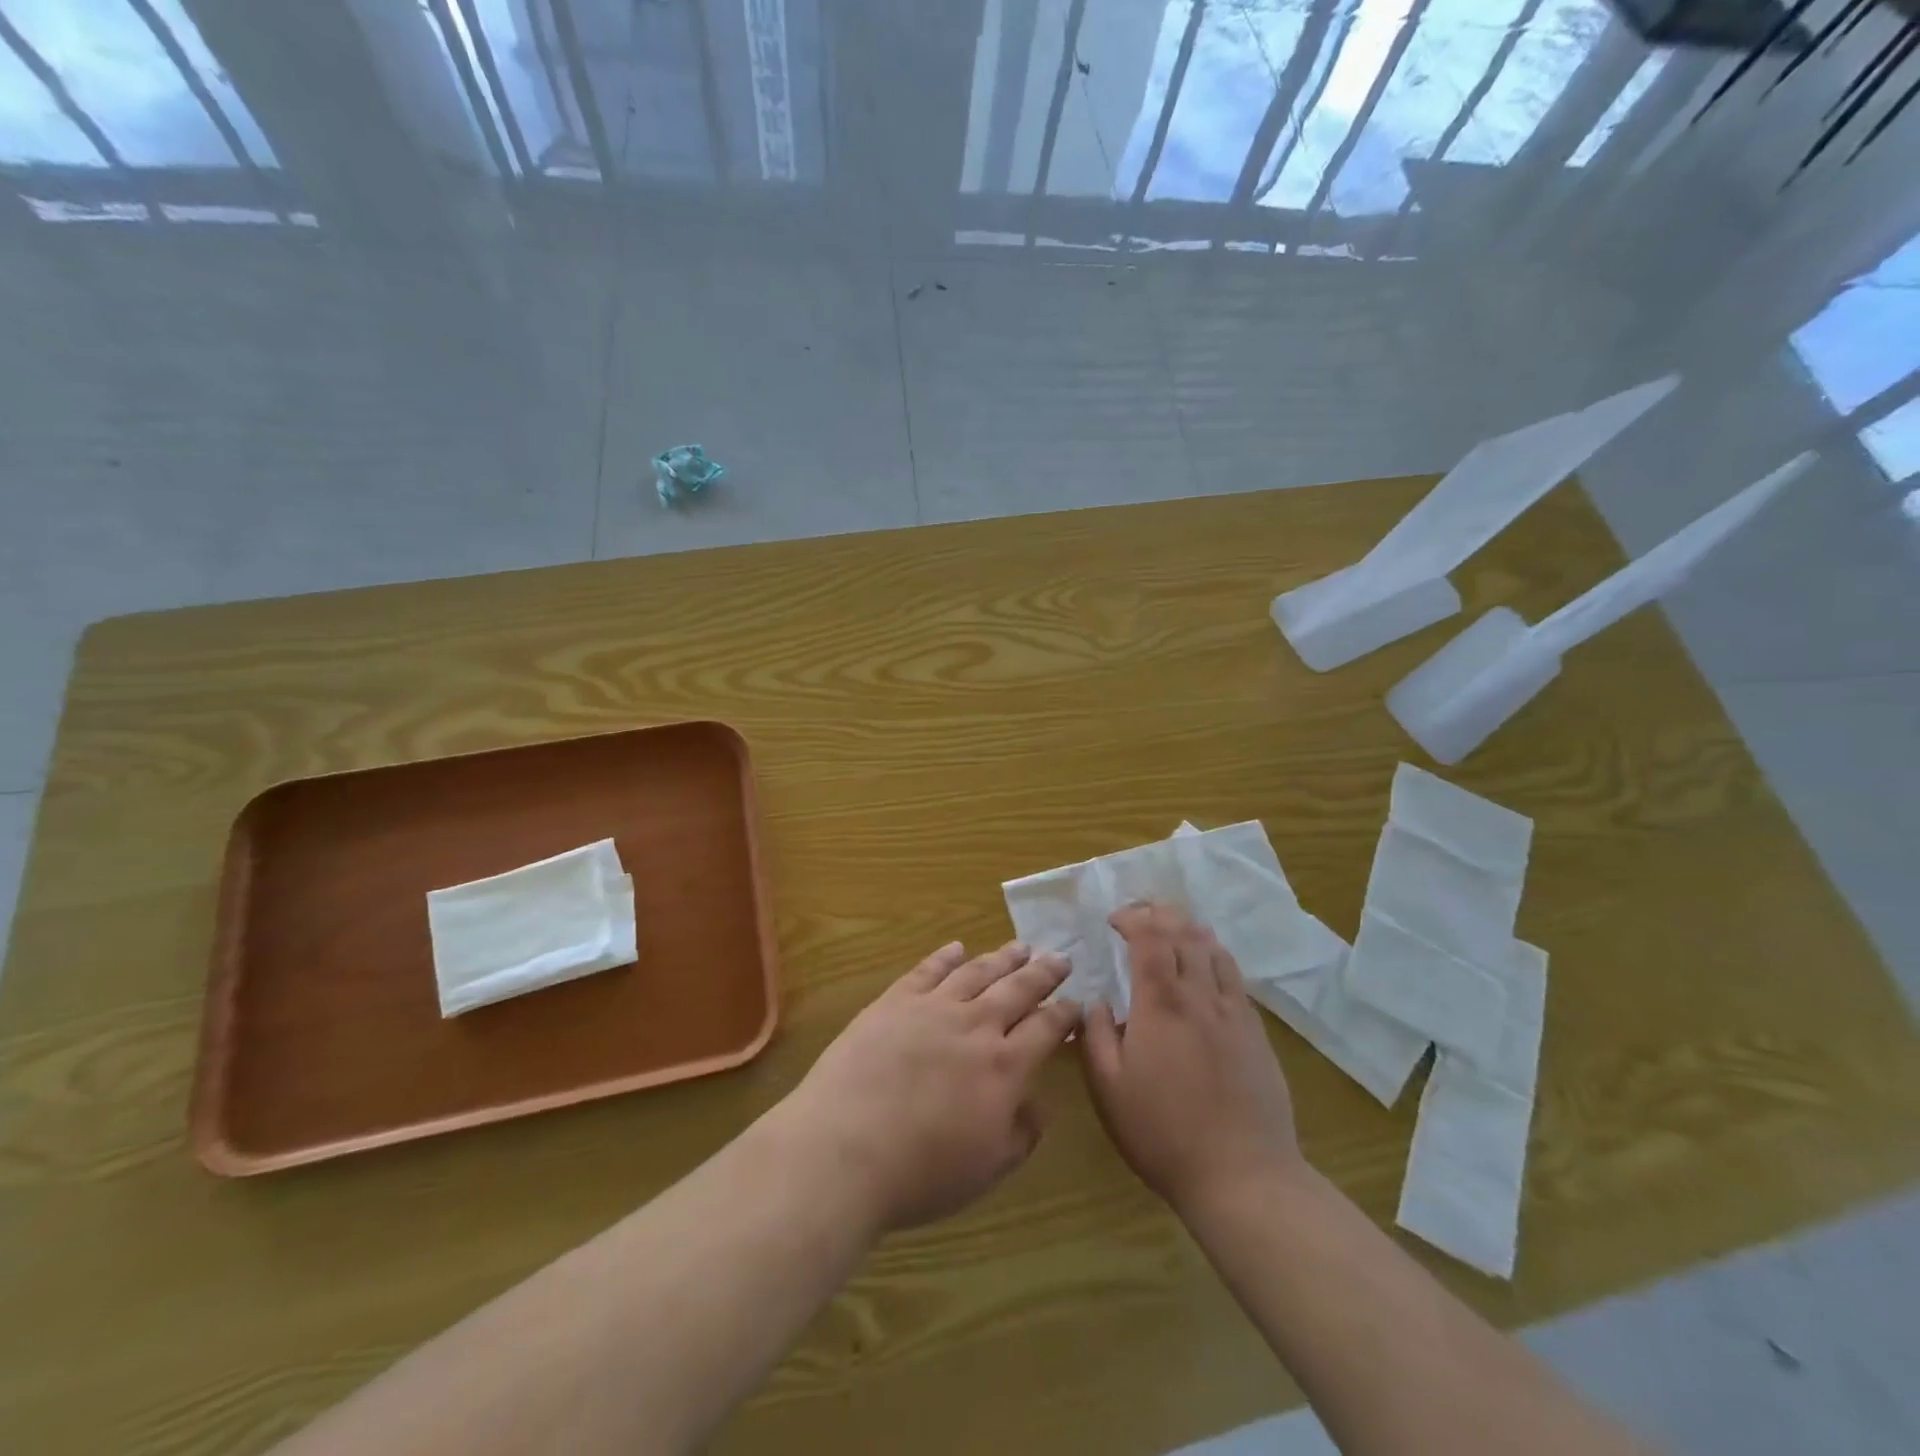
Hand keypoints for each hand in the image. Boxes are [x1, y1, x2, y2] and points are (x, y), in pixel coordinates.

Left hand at [780, 941, 1080, 1231]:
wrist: (845, 1148)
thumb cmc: (920, 1172)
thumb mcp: (986, 1169)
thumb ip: (1021, 1135)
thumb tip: (1039, 1106)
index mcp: (1005, 1067)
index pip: (1046, 1028)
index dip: (1064, 1014)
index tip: (1076, 1002)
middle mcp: (976, 1026)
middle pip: (1018, 989)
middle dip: (1043, 973)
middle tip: (1060, 958)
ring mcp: (933, 1008)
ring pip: (977, 972)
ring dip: (1002, 957)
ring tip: (1020, 946)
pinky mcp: (894, 1001)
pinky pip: (927, 970)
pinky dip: (945, 956)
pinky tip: (957, 947)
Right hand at [1080, 903, 1303, 1216]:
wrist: (1243, 1175)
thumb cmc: (1163, 1132)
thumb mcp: (1109, 1089)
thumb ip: (1097, 1036)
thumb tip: (1097, 1002)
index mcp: (1160, 1004)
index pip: (1149, 939)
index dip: (1132, 919)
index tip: (1114, 920)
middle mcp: (1199, 996)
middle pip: (1184, 934)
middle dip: (1159, 914)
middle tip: (1140, 914)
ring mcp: (1233, 1012)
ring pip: (1214, 950)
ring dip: (1190, 930)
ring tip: (1174, 928)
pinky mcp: (1256, 1032)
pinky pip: (1235, 977)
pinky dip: (1216, 956)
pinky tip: (1208, 965)